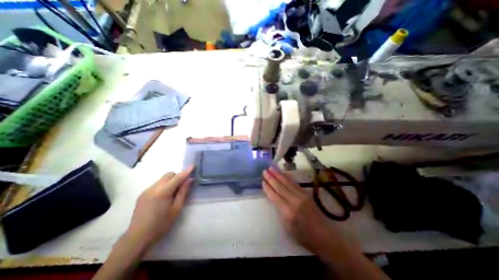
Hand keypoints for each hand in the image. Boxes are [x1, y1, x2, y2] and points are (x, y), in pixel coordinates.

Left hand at [125, 167, 193, 249]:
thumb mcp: (176, 208)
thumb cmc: (161, 224)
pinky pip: (157, 184)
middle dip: (178, 176)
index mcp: (163, 192)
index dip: (186, 171)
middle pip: (169, 174)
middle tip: (183, 185)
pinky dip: (164, 185)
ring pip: (163, 179)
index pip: (177, 177)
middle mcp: (154, 187)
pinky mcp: (143, 194)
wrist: (137, 238)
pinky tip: (164, 197)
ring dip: (171, 181)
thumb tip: (189, 180)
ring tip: (174, 192)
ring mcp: (147, 190)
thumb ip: (183, 192)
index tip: (193, 166)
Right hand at [261, 167, 338, 254]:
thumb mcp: (288, 227)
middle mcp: (294, 201)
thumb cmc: (304, 236)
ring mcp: (302, 195)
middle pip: (280, 186)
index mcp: (288, 211)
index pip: (274, 196)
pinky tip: (283, 173)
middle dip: (271, 178)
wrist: (324, 236)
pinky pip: (294, 183)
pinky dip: (288, 177)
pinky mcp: (306, 193)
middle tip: (264, 170)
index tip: (262, 181)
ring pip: (287, 182)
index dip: (268, 188)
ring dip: (278, 174)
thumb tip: (275, 198)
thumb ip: (281, 210)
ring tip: (271, 168)